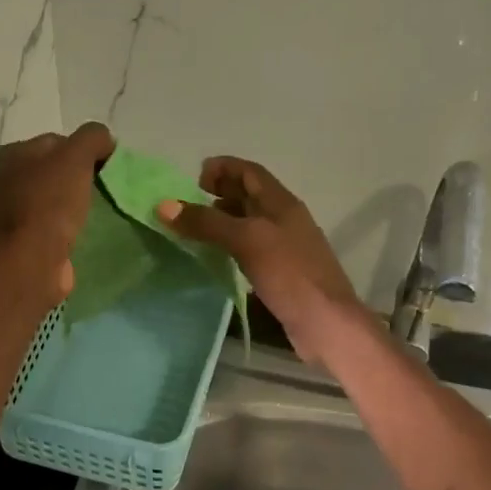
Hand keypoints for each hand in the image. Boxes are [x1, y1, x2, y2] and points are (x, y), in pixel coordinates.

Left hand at [0, 122, 114, 304]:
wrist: (34, 261)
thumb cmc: (51, 203)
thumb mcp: (76, 155)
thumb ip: (93, 137)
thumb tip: (106, 142)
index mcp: (11, 154)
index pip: (57, 141)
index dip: (84, 150)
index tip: (105, 167)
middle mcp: (7, 180)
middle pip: (57, 169)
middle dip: (82, 176)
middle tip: (104, 188)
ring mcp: (16, 211)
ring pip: (57, 196)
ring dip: (78, 201)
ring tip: (98, 209)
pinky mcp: (28, 238)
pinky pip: (57, 221)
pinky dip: (72, 223)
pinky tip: (85, 228)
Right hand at [159, 157, 363, 365]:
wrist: (326, 322)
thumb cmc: (289, 274)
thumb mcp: (246, 241)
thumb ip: (206, 223)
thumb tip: (164, 206)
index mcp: (282, 204)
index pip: (251, 172)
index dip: (224, 167)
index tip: (195, 177)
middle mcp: (285, 221)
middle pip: (251, 196)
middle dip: (221, 192)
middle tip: (189, 202)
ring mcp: (285, 248)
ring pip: (250, 224)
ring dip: (224, 220)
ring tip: (196, 229)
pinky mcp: (282, 274)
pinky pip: (252, 250)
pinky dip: (231, 246)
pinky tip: (216, 258)